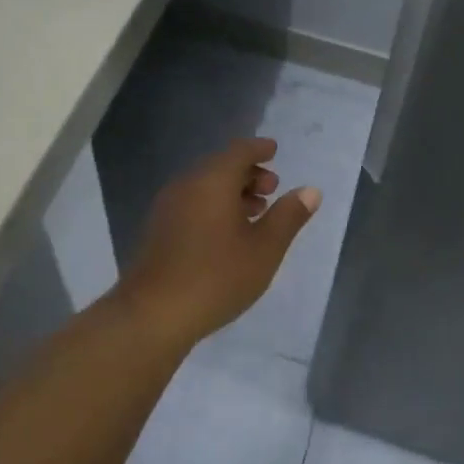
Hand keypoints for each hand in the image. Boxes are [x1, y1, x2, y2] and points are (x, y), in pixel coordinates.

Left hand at [116, 137, 320, 345]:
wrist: (153, 314)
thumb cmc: (217, 276)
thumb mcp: (265, 248)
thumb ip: (289, 216)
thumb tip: (310, 191)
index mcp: (213, 180)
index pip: (239, 151)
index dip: (259, 149)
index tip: (274, 151)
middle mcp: (187, 184)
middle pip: (220, 166)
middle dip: (248, 173)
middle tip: (272, 189)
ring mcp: (167, 207)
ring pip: (205, 186)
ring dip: (231, 192)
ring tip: (255, 213)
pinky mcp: (158, 229)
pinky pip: (192, 203)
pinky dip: (214, 206)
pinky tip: (227, 233)